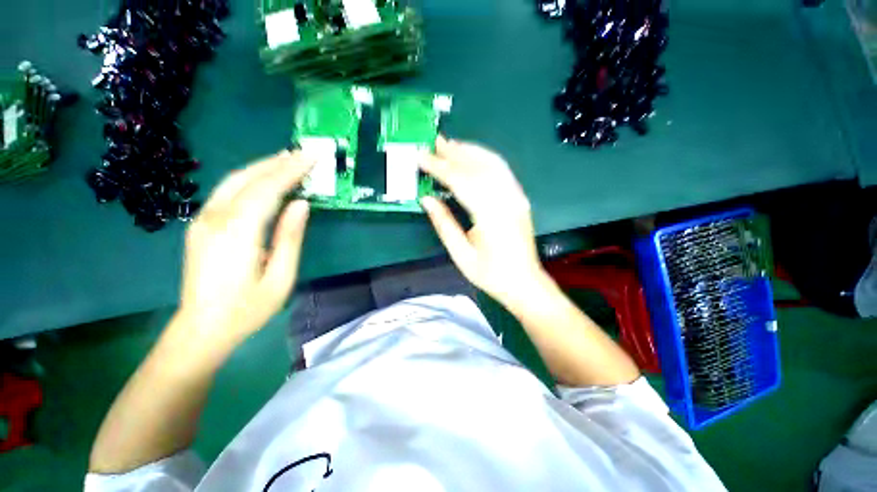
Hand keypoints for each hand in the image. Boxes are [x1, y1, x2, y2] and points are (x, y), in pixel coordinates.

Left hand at [173, 150, 314, 350]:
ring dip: (262, 166)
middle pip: (248, 178)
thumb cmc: (247, 309)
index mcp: (237, 233)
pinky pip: (227, 192)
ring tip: (287, 158)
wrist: (201, 329)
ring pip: (234, 181)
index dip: (291, 171)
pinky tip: (263, 177)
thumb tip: (302, 204)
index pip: (268, 189)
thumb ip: (290, 237)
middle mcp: (215, 219)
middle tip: (304, 152)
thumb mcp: (280, 277)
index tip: (312, 157)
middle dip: (278, 162)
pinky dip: (249, 179)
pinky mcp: (201, 225)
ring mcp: (203, 220)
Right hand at [420, 137, 546, 305]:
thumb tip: (426, 199)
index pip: (461, 182)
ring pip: (492, 164)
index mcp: (491, 216)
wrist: (524, 282)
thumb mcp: (461, 255)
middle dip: (454, 153)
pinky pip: (502, 171)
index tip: (421, 157)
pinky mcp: (519, 198)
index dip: (439, 168)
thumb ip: (444, 224)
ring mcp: (516, 197)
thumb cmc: (491, 274)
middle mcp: (507, 200)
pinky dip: (486, 158)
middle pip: (478, 167)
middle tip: (434, 142)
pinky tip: (473, 155)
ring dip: (470, 151)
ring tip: (450, 145)